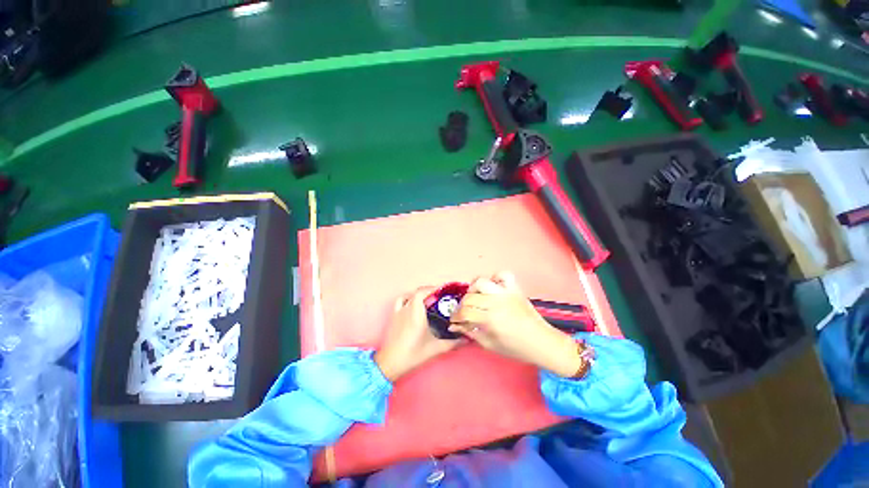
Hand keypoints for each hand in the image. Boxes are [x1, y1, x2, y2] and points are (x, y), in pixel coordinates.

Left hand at [374, 287, 461, 381]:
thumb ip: (452, 343)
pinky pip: (400, 301)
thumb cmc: (413, 354)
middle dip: (429, 291)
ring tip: (427, 299)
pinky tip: (412, 304)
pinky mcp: (393, 316)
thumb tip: (466, 339)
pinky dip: (407, 298)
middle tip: (439, 297)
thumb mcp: (435, 348)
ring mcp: (398, 312)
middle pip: (417, 292)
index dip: (432, 288)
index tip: (443, 290)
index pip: (422, 292)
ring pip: (409, 295)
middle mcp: (407, 309)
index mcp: (416, 313)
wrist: (391, 363)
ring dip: (418, 294)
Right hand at [448, 272, 582, 377]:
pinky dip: (495, 278)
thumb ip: (471, 333)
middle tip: (463, 312)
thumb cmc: (516, 348)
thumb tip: (455, 325)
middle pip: (470, 297)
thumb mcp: (490, 345)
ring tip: (474, 297)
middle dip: (462, 305)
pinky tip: (492, 287)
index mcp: (490, 320)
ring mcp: (506, 293)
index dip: (456, 316)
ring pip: (481, 282)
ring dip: (473, 289)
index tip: (454, 320)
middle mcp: (496, 303)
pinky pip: (503, 275)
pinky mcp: (515, 288)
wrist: (542, 342)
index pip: (465, 312)